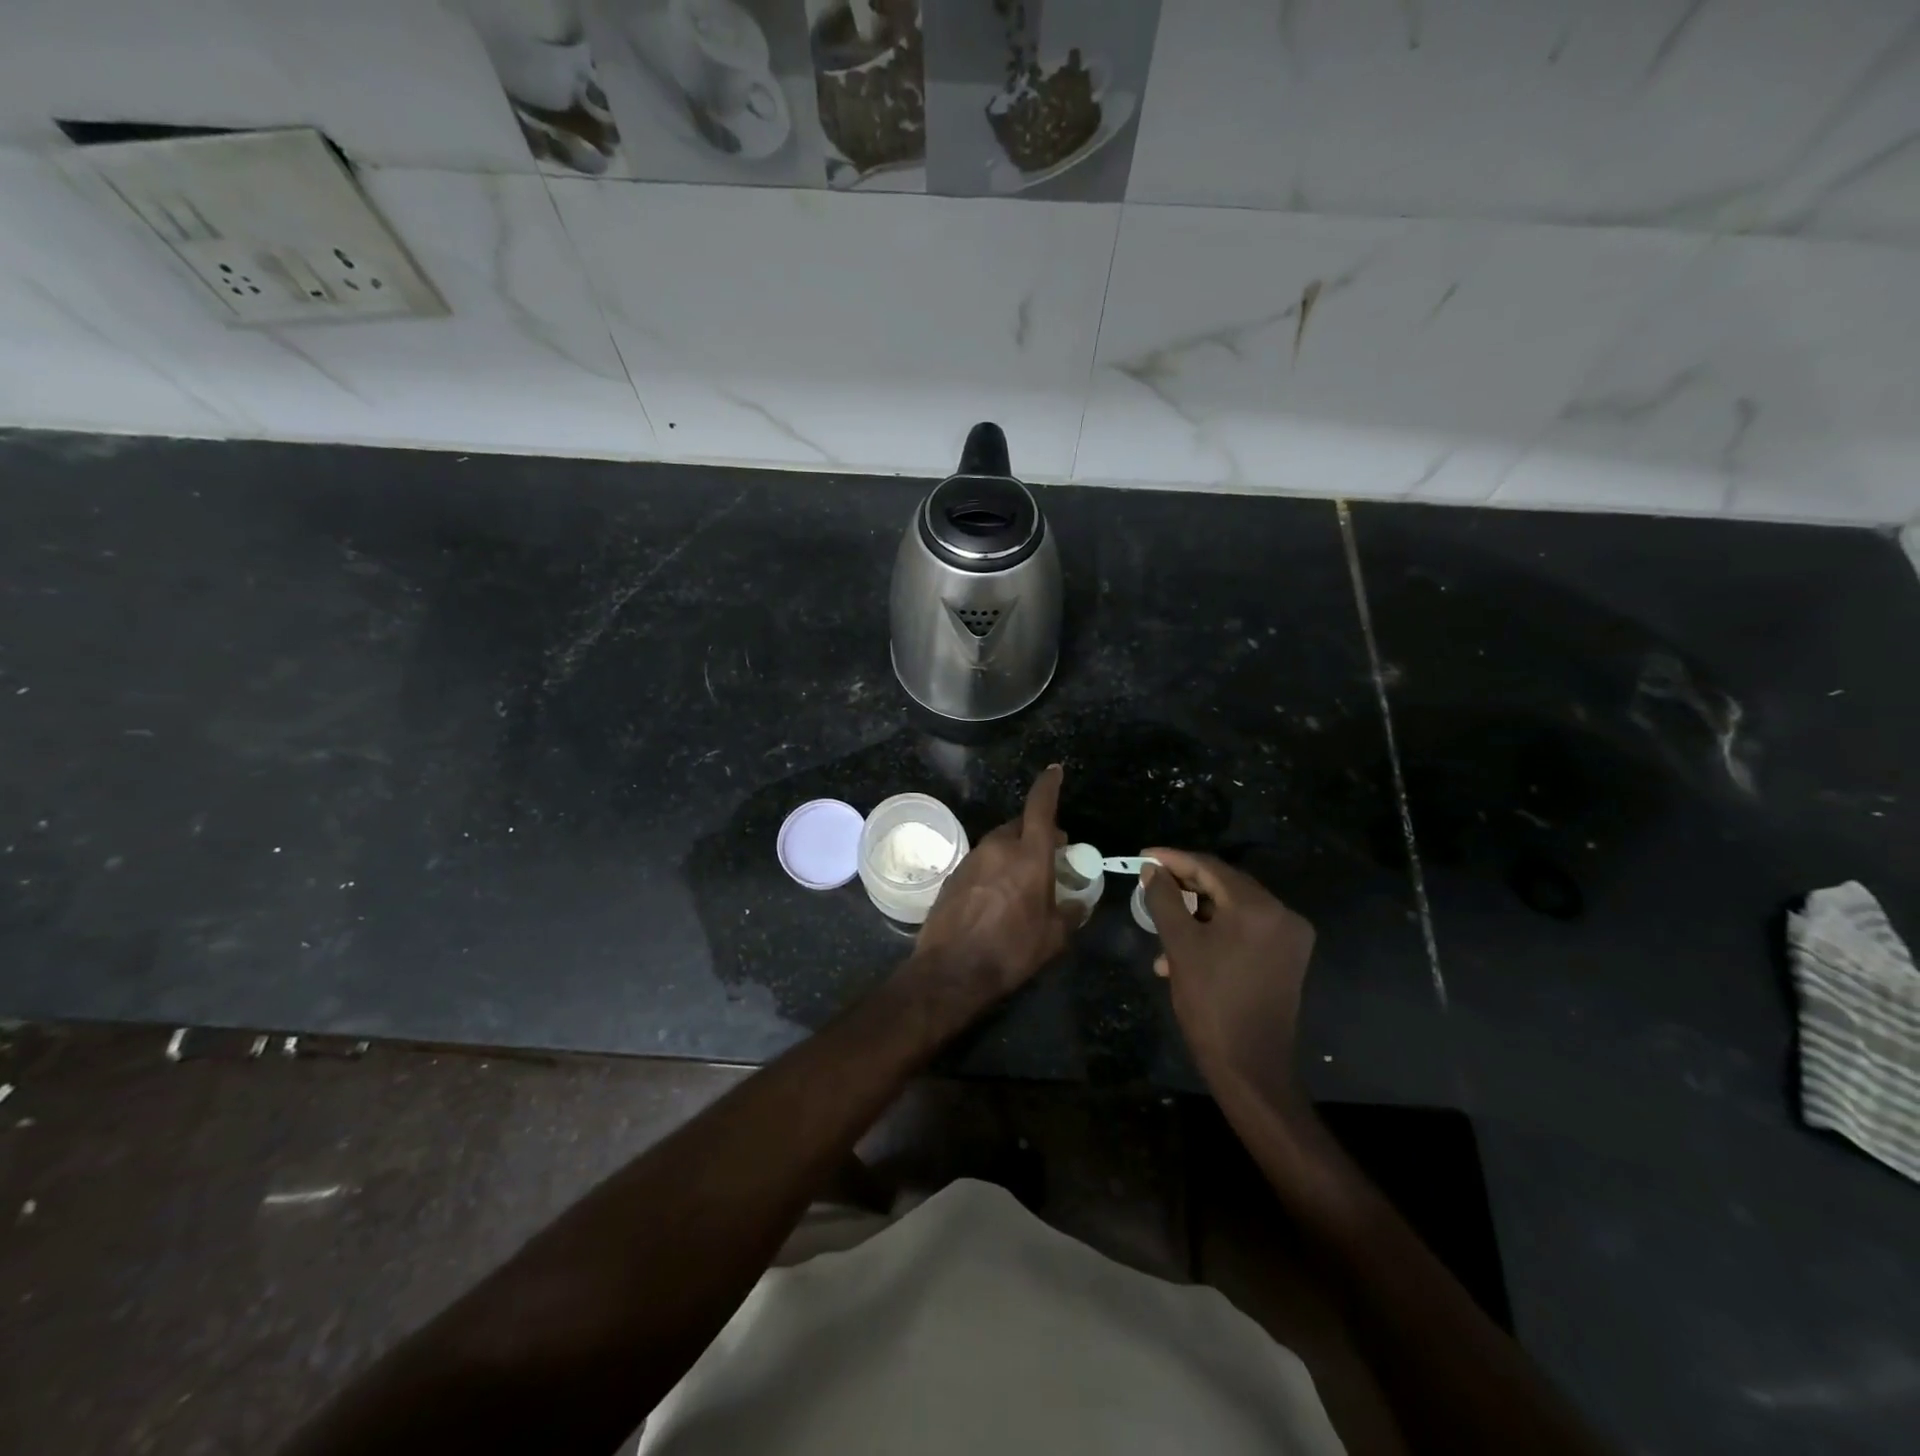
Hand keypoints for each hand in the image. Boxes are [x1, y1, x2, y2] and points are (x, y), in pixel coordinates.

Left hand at [907, 765, 1081, 1016]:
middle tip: (1050, 850)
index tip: (1054, 771)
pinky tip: (998, 893)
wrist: (951, 969)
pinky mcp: (954, 875)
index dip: (1048, 786)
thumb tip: (1079, 904)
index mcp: (1029, 855)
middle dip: (1036, 830)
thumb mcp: (1053, 937)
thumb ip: (1070, 914)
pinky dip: (994, 867)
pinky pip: (982, 861)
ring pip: (999, 842)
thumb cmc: (1011, 951)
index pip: (1040, 807)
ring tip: (1024, 876)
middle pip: (1020, 825)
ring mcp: (972, 859)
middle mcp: (998, 848)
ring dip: (1014, 850)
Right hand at [1141, 847, 1315, 1100]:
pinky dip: (1215, 931)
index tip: (1143, 856)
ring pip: (1233, 908)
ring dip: (1196, 912)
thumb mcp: (1180, 946)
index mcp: (1259, 908)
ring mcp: (1289, 937)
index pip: (1210, 867)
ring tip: (1162, 927)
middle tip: (1151, 886)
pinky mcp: (1287, 958)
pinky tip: (1186, 950)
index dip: (1173, 859)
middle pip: (1225, 885)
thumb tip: (1153, 870)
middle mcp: (1282, 914)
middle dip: (1185, 885)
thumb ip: (1164, 899)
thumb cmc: (1210, 1002)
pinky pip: (1246, 929)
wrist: (1250, 1067)